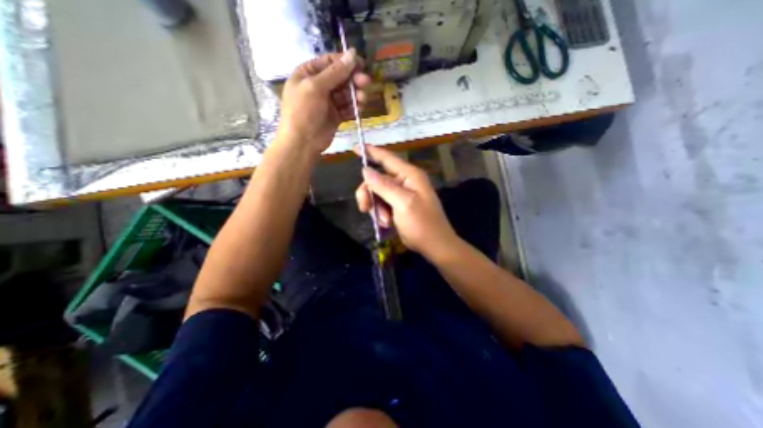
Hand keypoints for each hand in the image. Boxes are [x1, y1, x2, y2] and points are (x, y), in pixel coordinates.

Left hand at [278, 48, 373, 153]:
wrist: (302, 142)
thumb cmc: (303, 111)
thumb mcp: (316, 87)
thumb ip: (335, 72)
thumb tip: (352, 54)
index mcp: (309, 73)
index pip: (330, 62)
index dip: (346, 62)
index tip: (362, 64)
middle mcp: (319, 86)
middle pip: (341, 78)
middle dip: (354, 80)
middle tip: (366, 82)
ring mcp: (328, 102)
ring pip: (346, 94)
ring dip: (356, 95)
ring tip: (363, 99)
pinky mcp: (336, 116)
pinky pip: (348, 108)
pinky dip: (354, 108)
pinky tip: (359, 109)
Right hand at [353, 146, 454, 258]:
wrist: (434, 246)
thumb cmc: (422, 224)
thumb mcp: (403, 204)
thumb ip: (384, 186)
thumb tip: (366, 170)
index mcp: (410, 176)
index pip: (387, 158)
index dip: (372, 152)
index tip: (355, 147)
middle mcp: (405, 182)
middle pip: (377, 179)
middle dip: (370, 194)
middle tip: (365, 208)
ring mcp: (401, 195)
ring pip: (377, 194)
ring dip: (376, 208)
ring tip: (384, 221)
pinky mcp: (398, 206)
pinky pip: (381, 204)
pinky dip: (380, 214)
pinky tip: (386, 224)